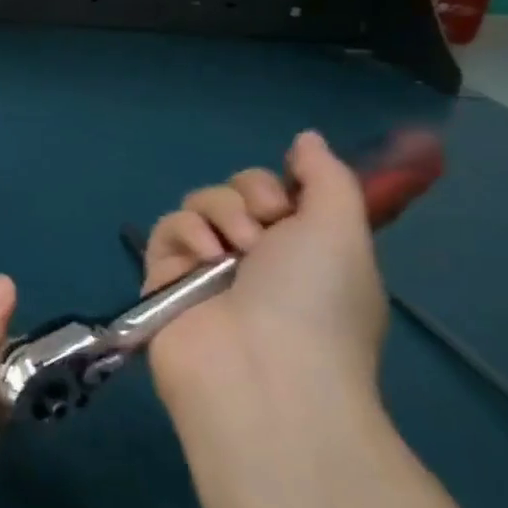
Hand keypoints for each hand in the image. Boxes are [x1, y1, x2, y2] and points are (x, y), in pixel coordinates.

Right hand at [141, 131, 384, 414]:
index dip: (278, 186)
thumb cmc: (314, 299)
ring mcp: (208, 268)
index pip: (277, 191)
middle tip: (262, 230)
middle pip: (235, 191)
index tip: (288, 204)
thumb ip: (326, 176)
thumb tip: (306, 138)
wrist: (262, 369)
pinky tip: (202, 258)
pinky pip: (166, 229)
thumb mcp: (342, 228)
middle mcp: (256, 256)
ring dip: (218, 214)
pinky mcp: (165, 278)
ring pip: (198, 204)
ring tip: (230, 251)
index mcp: (303, 249)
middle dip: (248, 197)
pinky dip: (185, 235)